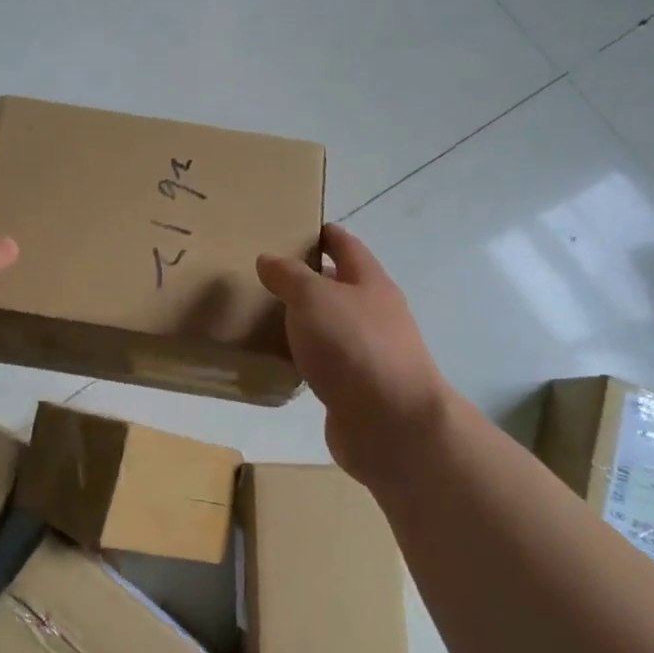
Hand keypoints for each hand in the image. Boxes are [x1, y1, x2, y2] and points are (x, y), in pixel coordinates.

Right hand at [257, 224, 448, 486]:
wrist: (391, 424)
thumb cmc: (354, 346)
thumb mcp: (314, 298)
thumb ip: (289, 276)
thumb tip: (269, 259)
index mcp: (370, 283)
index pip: (346, 246)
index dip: (324, 234)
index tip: (296, 228)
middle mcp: (374, 314)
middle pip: (340, 287)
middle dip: (308, 279)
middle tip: (265, 274)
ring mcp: (368, 353)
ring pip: (330, 326)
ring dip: (304, 320)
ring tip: (262, 314)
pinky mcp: (355, 388)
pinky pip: (324, 362)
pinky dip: (304, 356)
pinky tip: (278, 359)